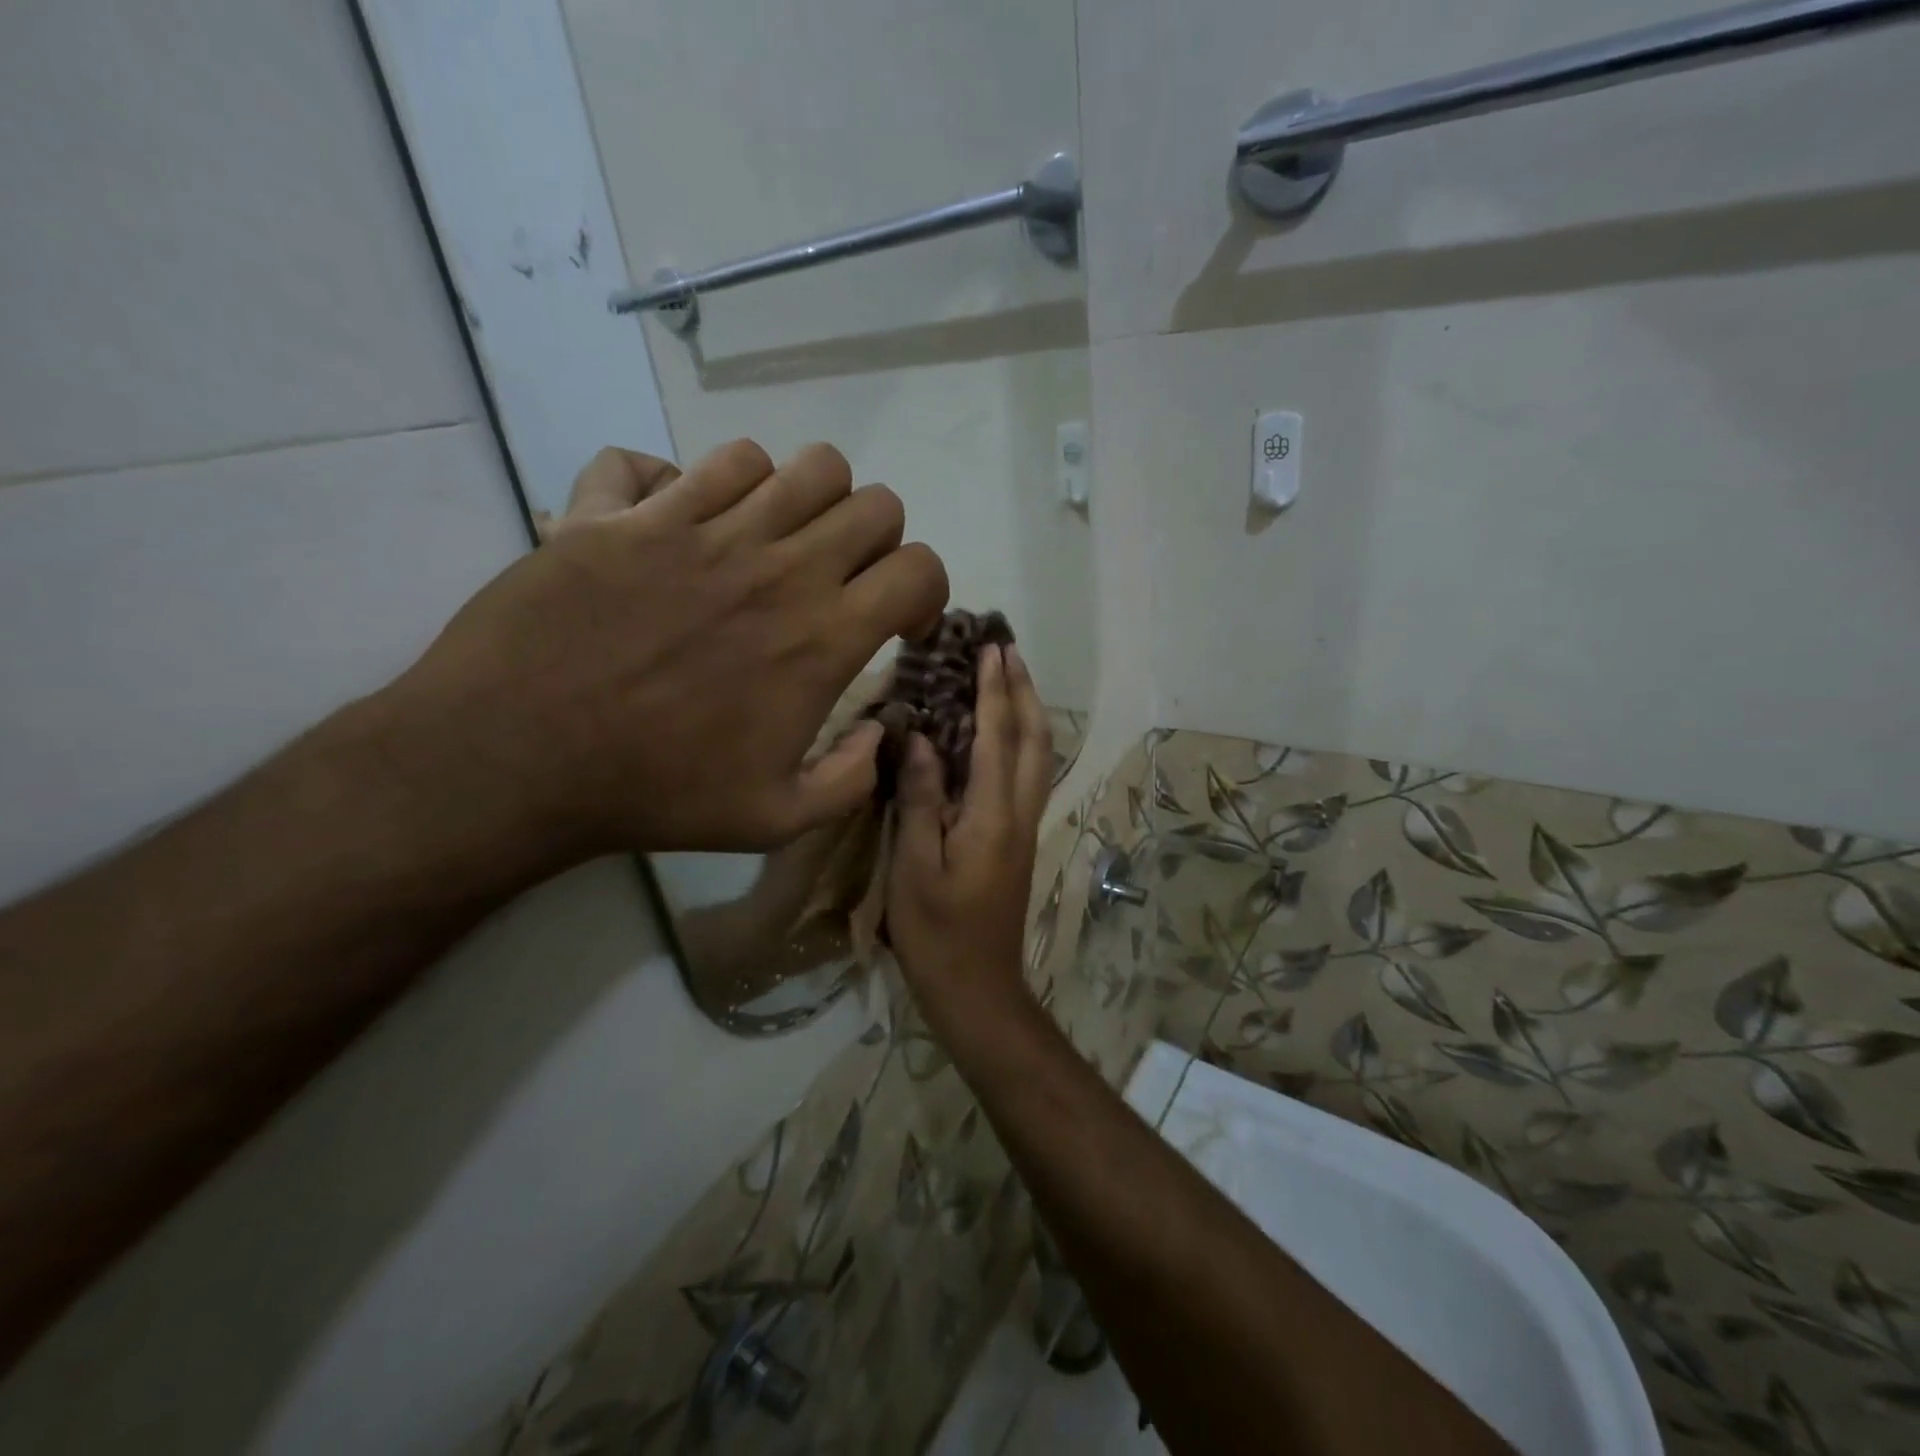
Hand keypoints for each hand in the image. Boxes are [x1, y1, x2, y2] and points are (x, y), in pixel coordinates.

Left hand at [369, 440, 947, 869]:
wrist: (515, 762)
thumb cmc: (656, 794)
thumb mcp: (776, 819)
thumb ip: (851, 780)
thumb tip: (881, 735)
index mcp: (821, 636)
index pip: (919, 567)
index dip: (925, 590)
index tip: (898, 621)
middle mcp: (775, 565)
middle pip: (871, 500)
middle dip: (874, 539)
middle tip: (841, 579)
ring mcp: (695, 526)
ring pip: (793, 464)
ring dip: (800, 501)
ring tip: (770, 542)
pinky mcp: (622, 511)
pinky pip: (681, 459)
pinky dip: (693, 484)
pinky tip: (679, 525)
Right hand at [888, 645, 1051, 1034]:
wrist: (977, 988)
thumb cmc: (936, 932)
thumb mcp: (915, 866)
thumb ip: (921, 799)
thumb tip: (922, 740)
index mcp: (993, 816)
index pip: (999, 738)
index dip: (995, 692)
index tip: (990, 649)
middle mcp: (1019, 814)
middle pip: (1035, 740)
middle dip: (1024, 690)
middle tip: (1007, 650)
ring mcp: (1025, 828)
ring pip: (1039, 756)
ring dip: (1030, 711)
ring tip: (1011, 678)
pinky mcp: (1019, 840)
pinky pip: (1029, 774)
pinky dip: (1023, 740)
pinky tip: (1006, 734)